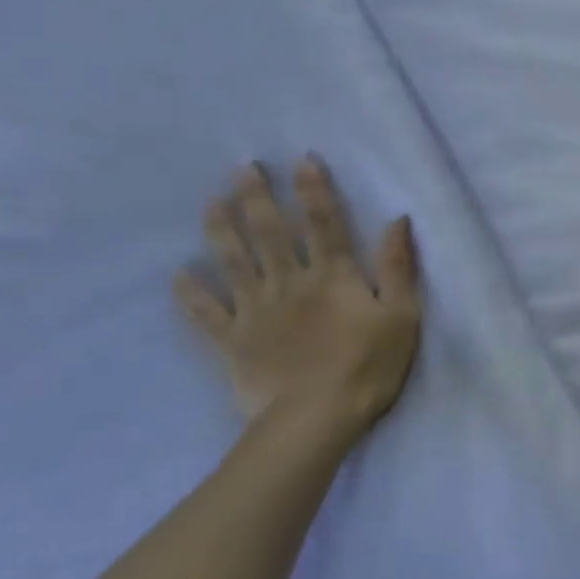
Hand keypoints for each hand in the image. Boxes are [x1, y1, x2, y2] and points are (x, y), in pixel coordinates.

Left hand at [174, 158, 423, 432]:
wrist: (316, 418)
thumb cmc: (368, 365)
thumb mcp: (402, 315)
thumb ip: (397, 268)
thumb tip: (397, 221)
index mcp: (332, 277)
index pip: (324, 224)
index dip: (313, 191)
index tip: (300, 160)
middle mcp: (289, 283)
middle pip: (271, 233)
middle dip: (257, 197)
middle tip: (242, 167)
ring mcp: (255, 311)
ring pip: (234, 262)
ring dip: (221, 230)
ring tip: (210, 202)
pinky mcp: (232, 341)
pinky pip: (206, 313)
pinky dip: (190, 293)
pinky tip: (177, 274)